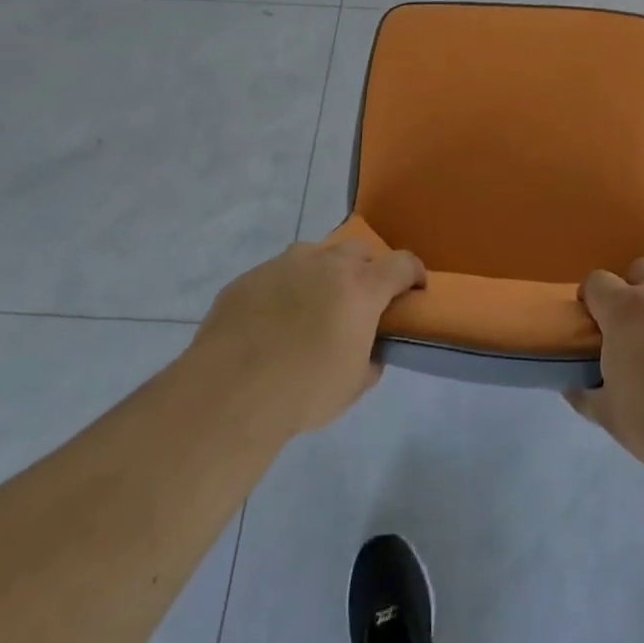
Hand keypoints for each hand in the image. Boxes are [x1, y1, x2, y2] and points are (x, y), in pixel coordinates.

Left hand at [191, 239, 423, 436]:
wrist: (229, 392)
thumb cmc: (304, 391)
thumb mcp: (353, 385)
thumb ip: (370, 360)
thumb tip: (370, 351)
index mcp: (361, 287)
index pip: (402, 263)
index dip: (413, 273)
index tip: (414, 288)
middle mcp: (326, 264)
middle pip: (358, 251)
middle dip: (365, 269)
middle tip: (358, 300)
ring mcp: (283, 265)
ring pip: (314, 256)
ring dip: (321, 274)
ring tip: (310, 309)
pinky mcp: (248, 278)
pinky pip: (275, 276)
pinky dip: (283, 291)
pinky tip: (269, 323)